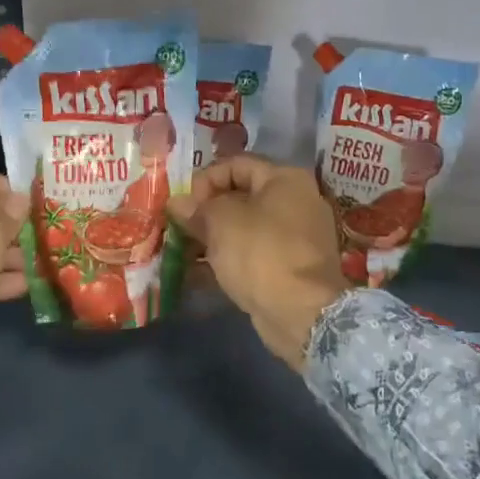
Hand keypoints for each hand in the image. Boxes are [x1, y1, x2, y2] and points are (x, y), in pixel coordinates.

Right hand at [170, 155, 348, 368]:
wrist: (302, 313)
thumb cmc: (260, 253)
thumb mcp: (221, 221)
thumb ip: (197, 208)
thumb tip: (177, 202)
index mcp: (285, 179)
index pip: (235, 164)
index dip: (205, 179)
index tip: (184, 203)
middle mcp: (295, 202)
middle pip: (240, 197)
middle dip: (205, 212)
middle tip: (178, 228)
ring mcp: (295, 238)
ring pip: (244, 229)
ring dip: (211, 238)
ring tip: (181, 252)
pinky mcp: (289, 269)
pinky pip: (251, 255)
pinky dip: (226, 260)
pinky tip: (197, 274)